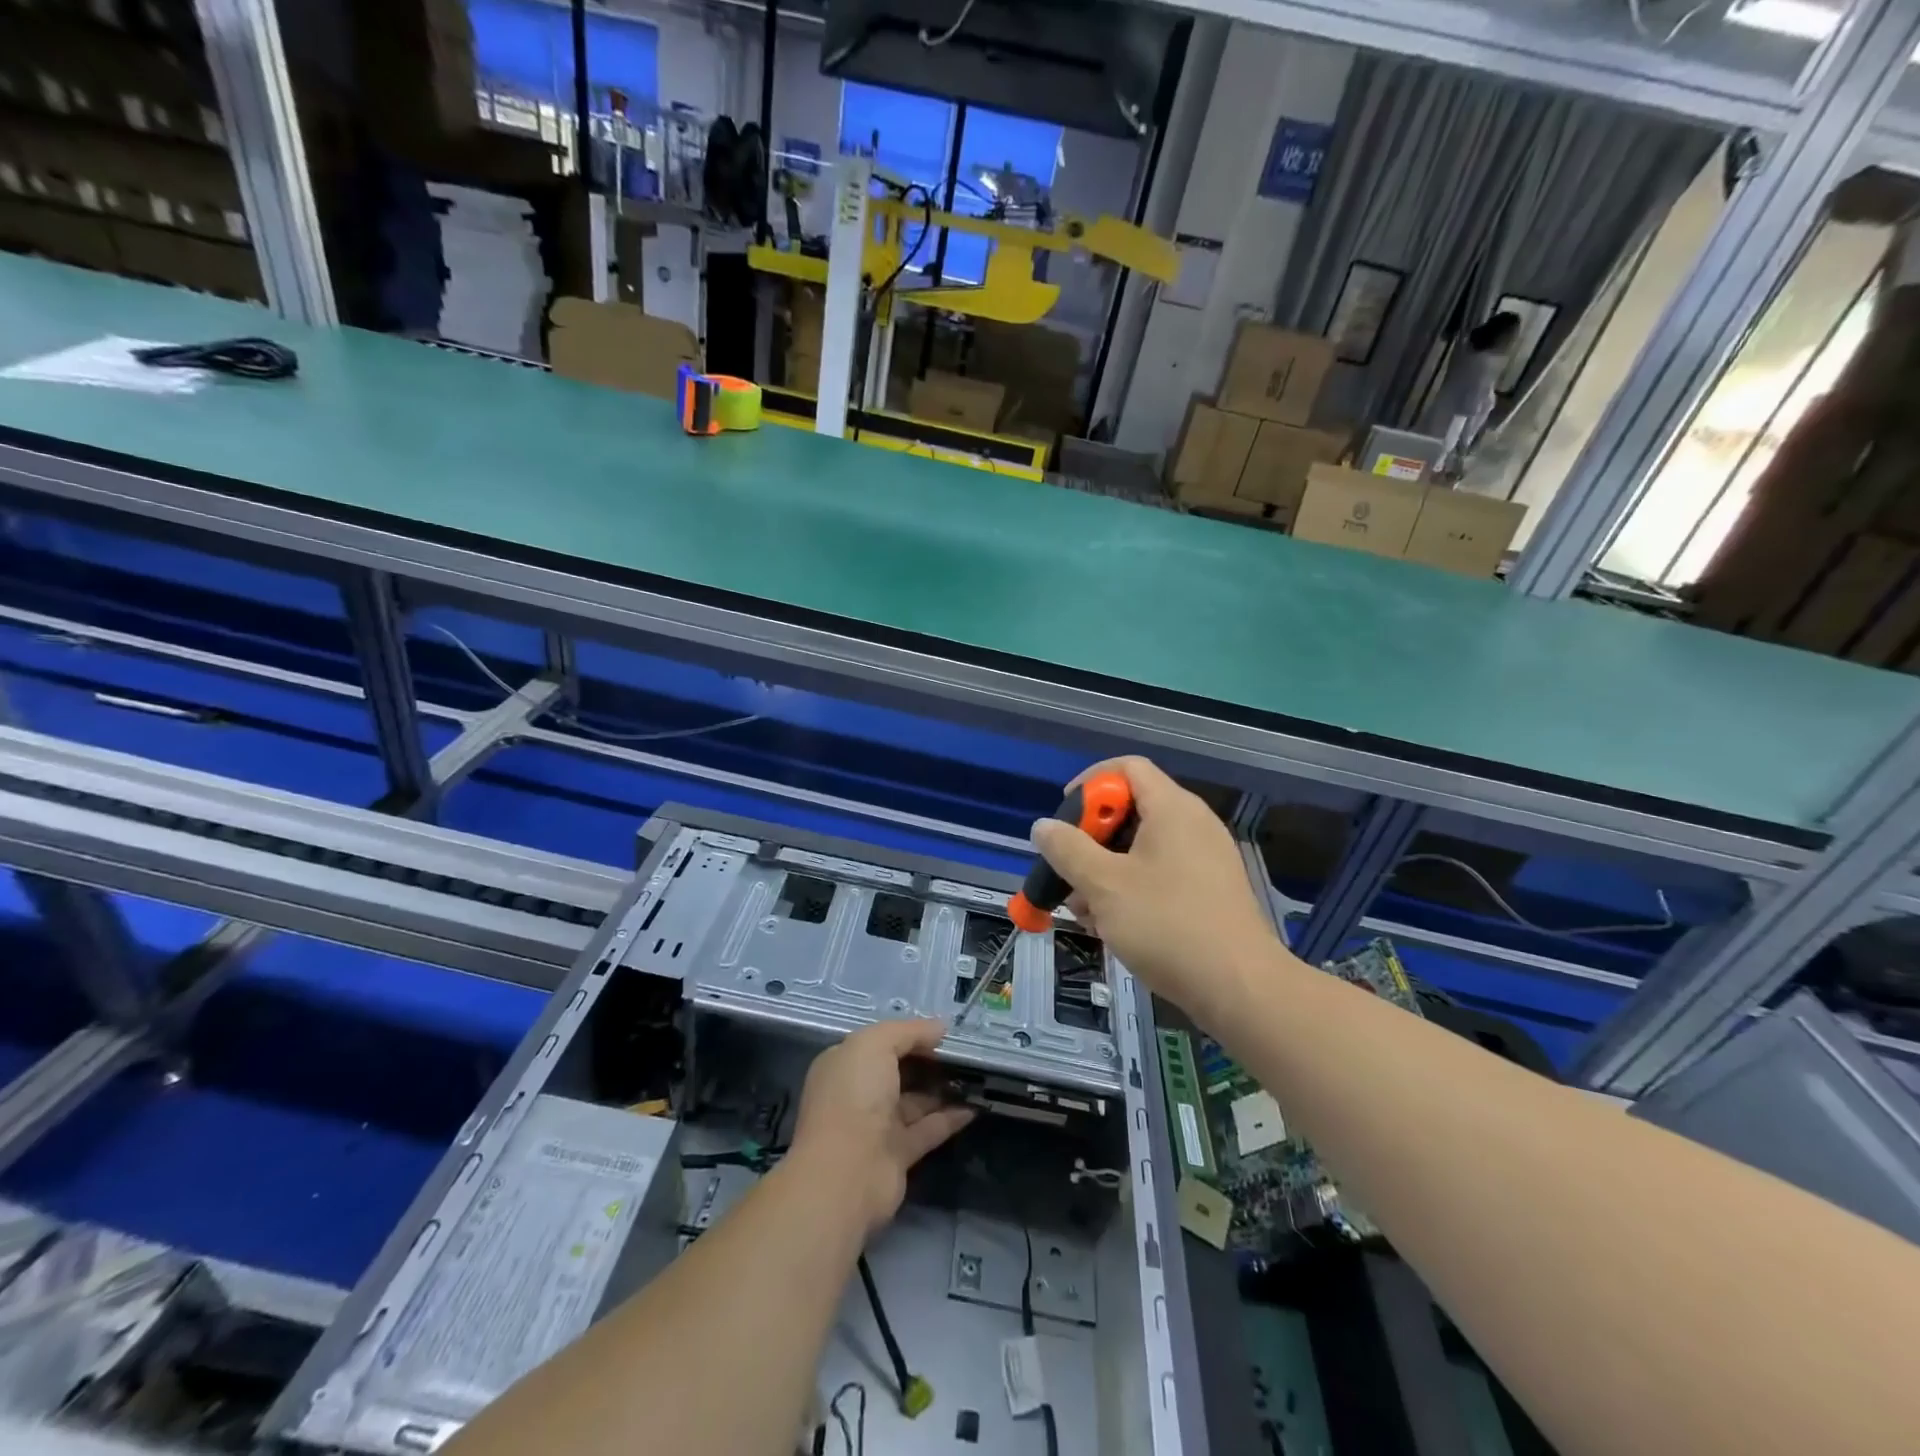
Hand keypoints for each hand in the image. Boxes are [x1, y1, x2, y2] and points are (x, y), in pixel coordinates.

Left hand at [787, 1019, 973, 1236]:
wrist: (846, 1173)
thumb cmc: (854, 1096)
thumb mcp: (875, 1044)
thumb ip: (909, 1031)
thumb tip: (940, 1027)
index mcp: (845, 1065)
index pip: (880, 1043)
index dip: (910, 1035)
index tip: (944, 1032)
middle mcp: (858, 1094)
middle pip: (898, 1071)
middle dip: (928, 1060)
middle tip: (965, 1051)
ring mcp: (877, 1126)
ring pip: (915, 1101)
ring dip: (942, 1088)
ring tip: (976, 1075)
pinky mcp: (898, 1155)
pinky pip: (928, 1130)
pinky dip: (950, 1118)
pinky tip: (974, 1106)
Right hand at [1033, 756, 1279, 1020]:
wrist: (1240, 988)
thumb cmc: (1167, 925)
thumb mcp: (1104, 885)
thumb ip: (1068, 850)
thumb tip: (1043, 827)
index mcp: (1172, 809)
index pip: (1127, 767)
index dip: (1090, 783)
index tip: (1065, 816)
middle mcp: (1192, 824)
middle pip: (1131, 809)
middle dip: (1091, 839)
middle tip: (1068, 871)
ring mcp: (1205, 859)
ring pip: (1141, 848)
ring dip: (1105, 871)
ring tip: (1084, 910)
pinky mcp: (1209, 891)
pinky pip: (1161, 873)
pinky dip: (1131, 888)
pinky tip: (1112, 926)